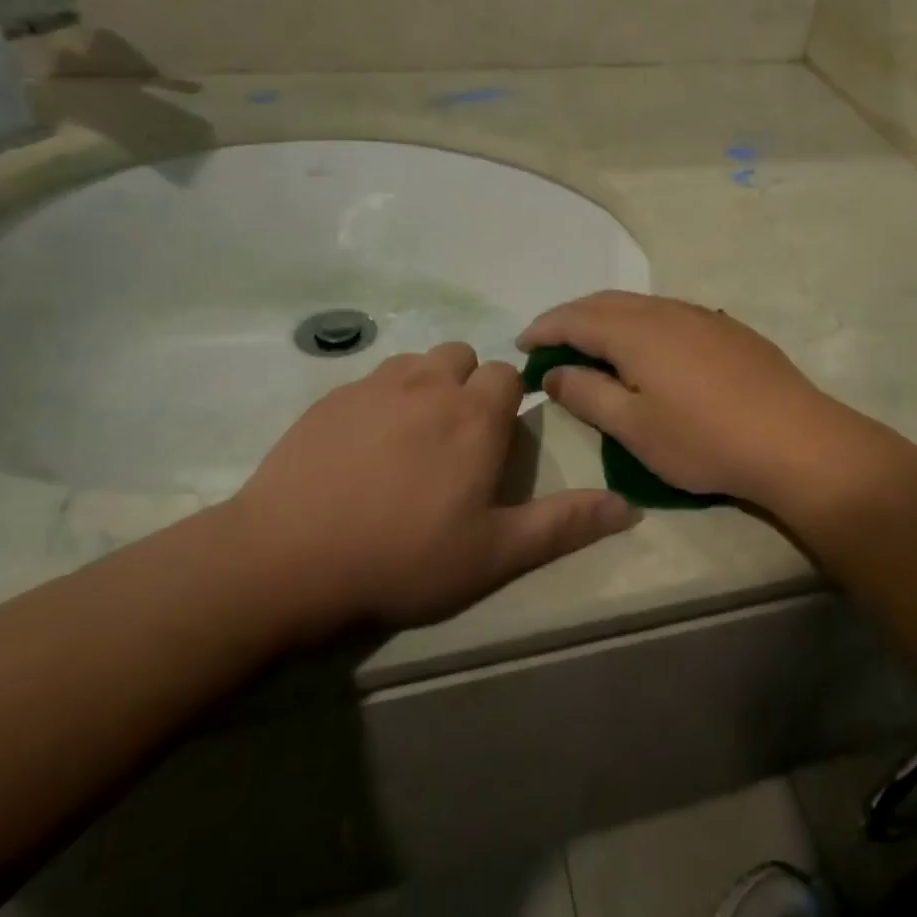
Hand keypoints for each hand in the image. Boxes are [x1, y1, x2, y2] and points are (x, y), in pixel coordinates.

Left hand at [217, 343, 636, 628]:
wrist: (287, 559)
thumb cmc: (403, 557)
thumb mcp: (494, 553)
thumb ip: (563, 524)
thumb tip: (628, 507)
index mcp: (475, 416)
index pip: (508, 375)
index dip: (508, 403)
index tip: (495, 442)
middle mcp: (429, 384)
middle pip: (462, 357)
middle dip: (468, 386)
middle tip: (455, 441)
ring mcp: (374, 386)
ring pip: (416, 363)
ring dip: (425, 386)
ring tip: (410, 440)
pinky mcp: (330, 398)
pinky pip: (371, 379)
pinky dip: (381, 399)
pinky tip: (362, 447)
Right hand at [518, 292, 869, 512]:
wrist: (794, 440)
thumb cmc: (703, 440)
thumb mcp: (633, 427)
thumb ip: (587, 394)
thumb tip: (553, 372)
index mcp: (635, 331)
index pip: (574, 318)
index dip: (543, 328)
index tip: (520, 345)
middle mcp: (666, 311)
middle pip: (606, 303)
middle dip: (571, 318)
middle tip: (549, 343)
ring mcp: (703, 317)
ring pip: (641, 306)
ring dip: (607, 319)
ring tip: (592, 345)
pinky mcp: (729, 331)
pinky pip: (670, 315)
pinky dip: (641, 325)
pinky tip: (647, 350)